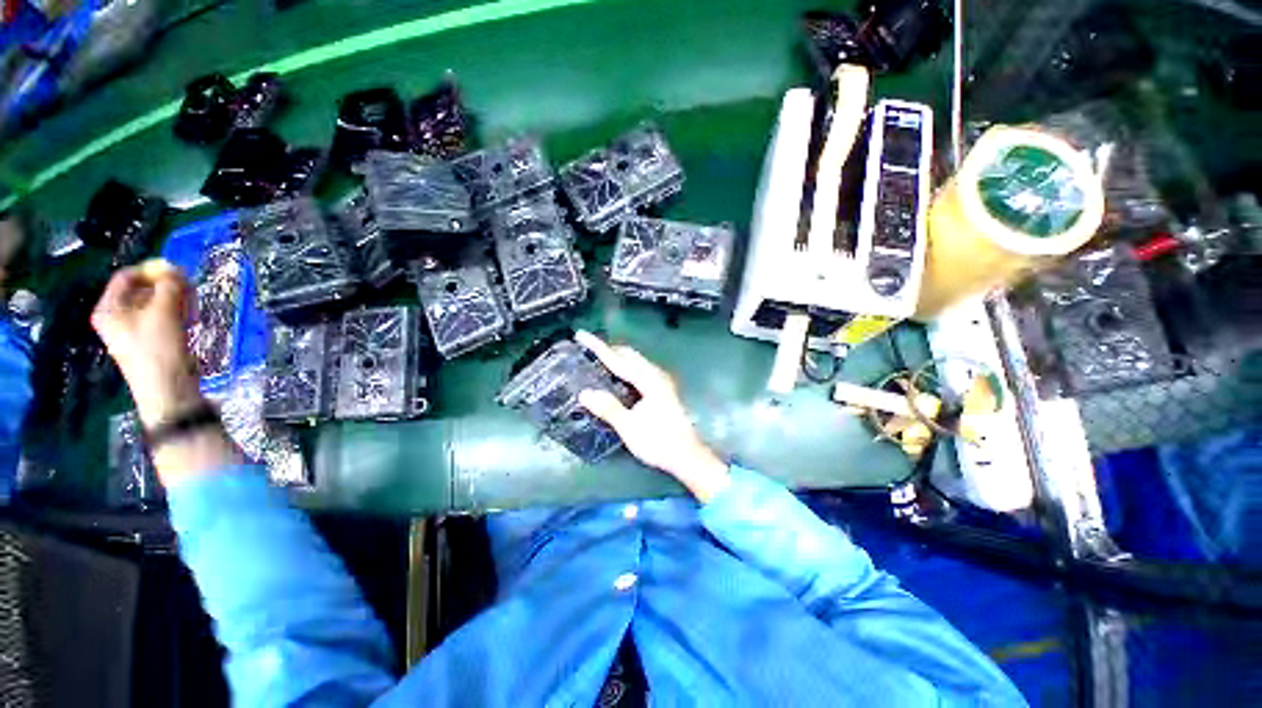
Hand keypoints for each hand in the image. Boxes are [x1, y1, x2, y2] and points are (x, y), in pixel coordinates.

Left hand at [91, 260, 202, 428]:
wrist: (168, 388)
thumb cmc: (159, 348)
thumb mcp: (165, 311)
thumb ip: (170, 285)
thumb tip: (174, 269)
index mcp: (109, 308)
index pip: (127, 276)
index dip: (152, 271)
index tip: (178, 274)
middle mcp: (115, 316)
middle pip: (142, 290)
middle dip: (167, 288)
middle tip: (189, 292)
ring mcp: (131, 330)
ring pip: (155, 304)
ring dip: (175, 302)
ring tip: (192, 309)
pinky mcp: (148, 340)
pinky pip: (160, 318)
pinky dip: (176, 315)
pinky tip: (189, 321)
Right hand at [575, 331, 729, 502]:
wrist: (687, 455)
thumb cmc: (658, 442)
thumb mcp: (629, 427)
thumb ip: (608, 408)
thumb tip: (585, 393)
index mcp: (648, 380)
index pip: (618, 359)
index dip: (598, 347)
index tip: (581, 335)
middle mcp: (656, 375)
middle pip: (629, 355)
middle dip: (609, 349)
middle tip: (588, 349)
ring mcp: (662, 382)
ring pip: (636, 361)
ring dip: (618, 358)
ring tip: (600, 360)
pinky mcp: (663, 390)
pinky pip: (640, 369)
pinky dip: (626, 367)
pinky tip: (619, 377)